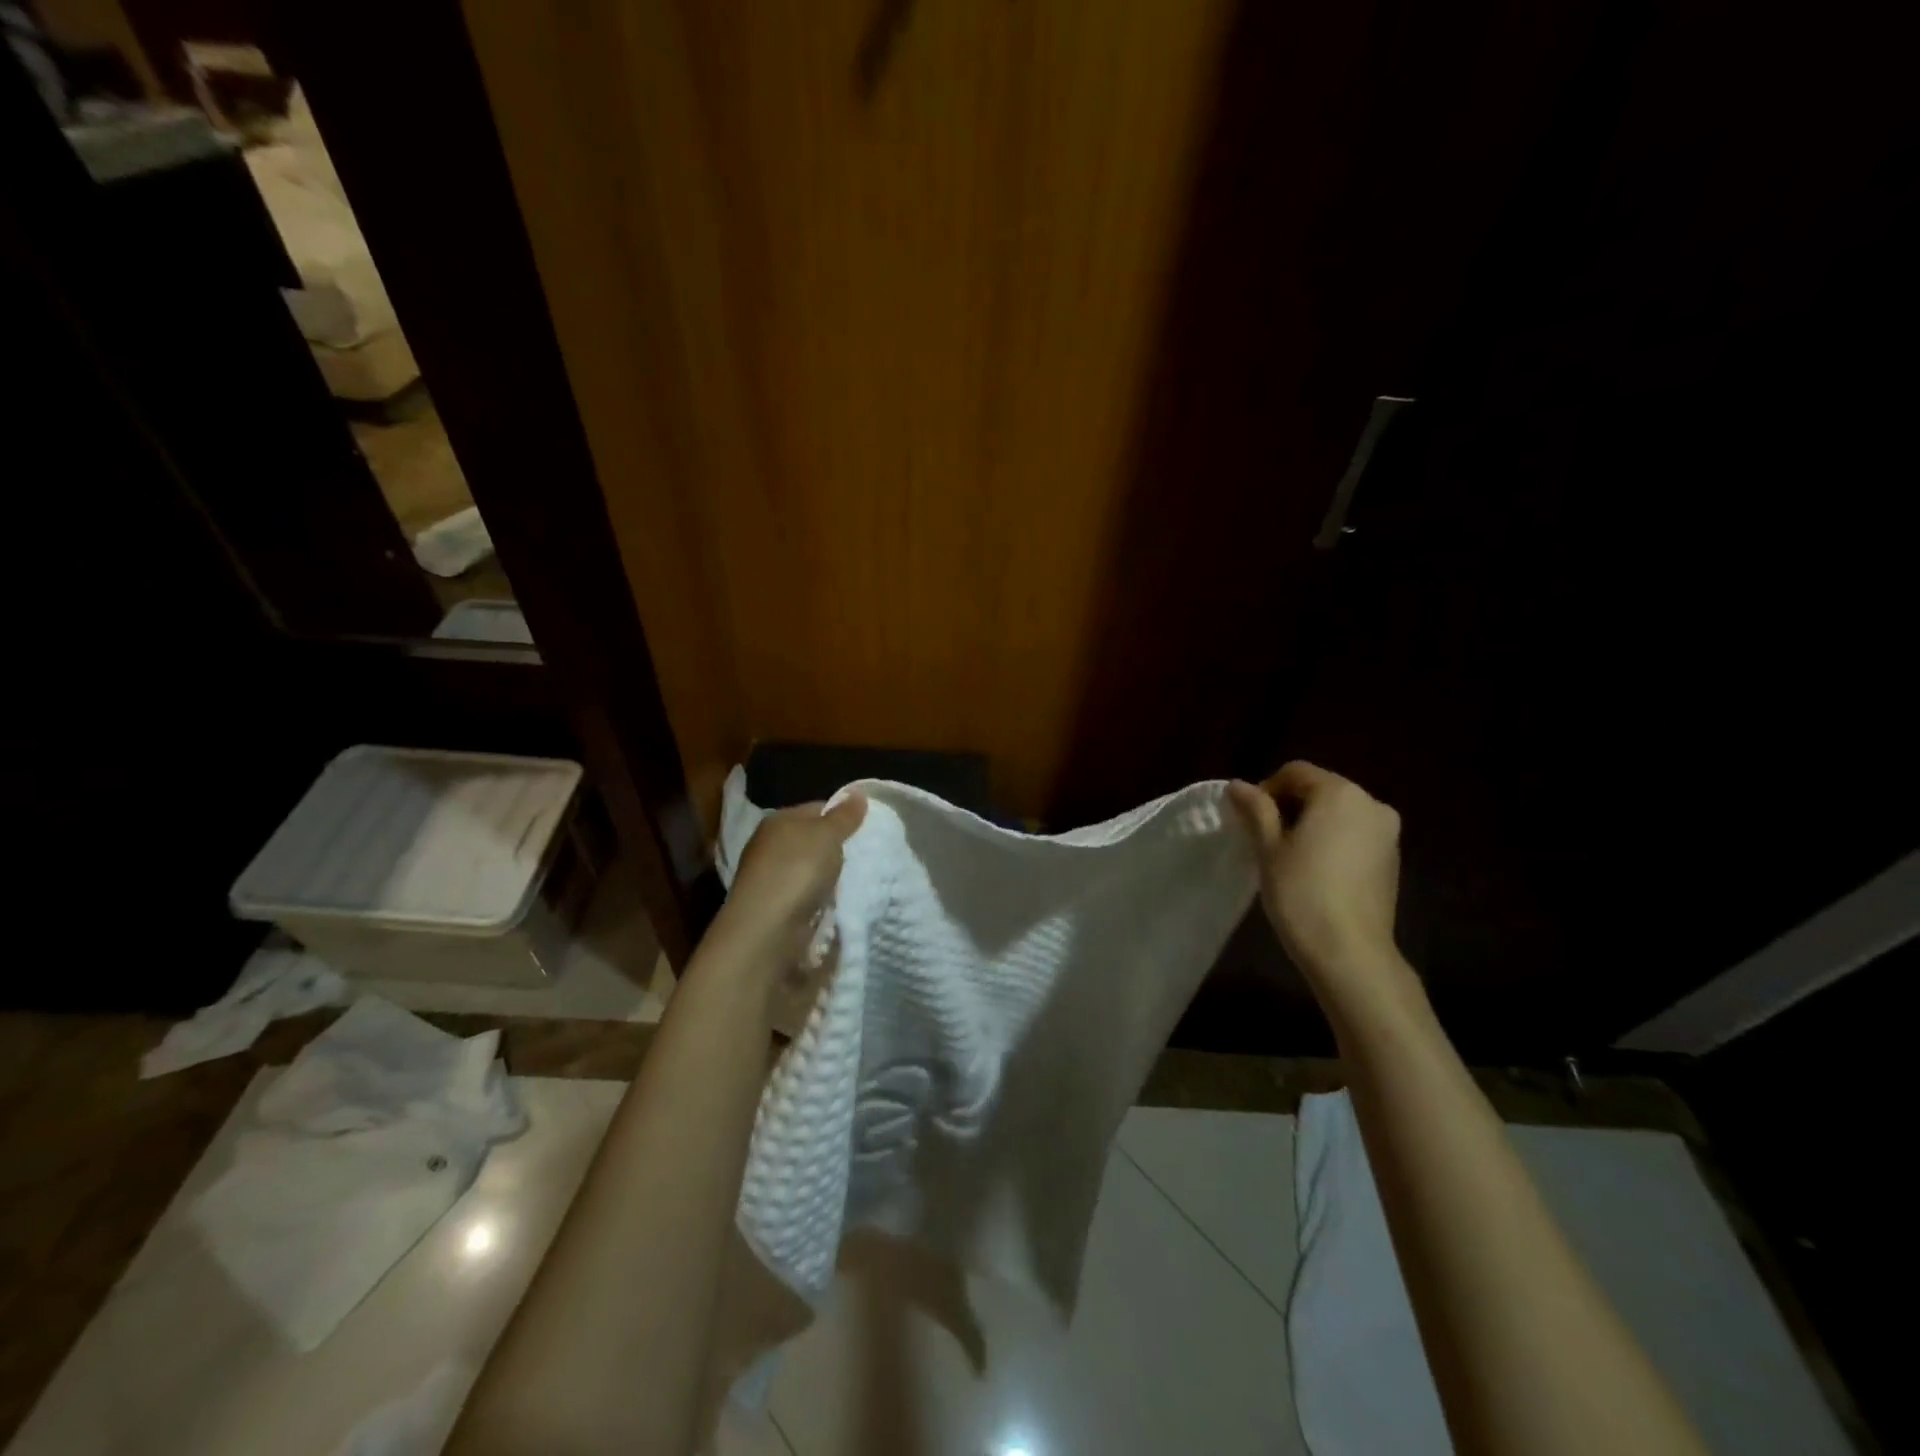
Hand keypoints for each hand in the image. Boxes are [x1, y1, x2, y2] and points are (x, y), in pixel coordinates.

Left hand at [706, 794, 867, 974]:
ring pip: (809, 869)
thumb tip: (858, 793)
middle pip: (812, 840)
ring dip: (829, 876)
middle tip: (865, 856)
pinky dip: (820, 898)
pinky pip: (806, 895)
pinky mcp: (774, 907)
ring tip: (856, 882)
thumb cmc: (797, 871)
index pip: (817, 808)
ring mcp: (770, 878)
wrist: (767, 930)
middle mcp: (769, 845)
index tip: (866, 830)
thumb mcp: (827, 835)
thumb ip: (844, 816)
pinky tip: (835, 904)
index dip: (842, 816)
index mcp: (779, 820)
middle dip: (837, 848)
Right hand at [1227, 763, 1413, 1018]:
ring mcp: (1387, 833)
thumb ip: (1255, 809)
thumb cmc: (1302, 892)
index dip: (1266, 789)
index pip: (1295, 772)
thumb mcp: (1269, 848)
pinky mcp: (1391, 860)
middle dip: (1289, 806)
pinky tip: (1315, 871)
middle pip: (1320, 789)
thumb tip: (1238, 785)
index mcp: (1340, 793)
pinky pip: (1354, 835)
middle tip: (1264, 838)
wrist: (1350, 952)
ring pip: (1338, 813)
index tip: (1249, 820)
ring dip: (1311, 824)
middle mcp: (1371, 804)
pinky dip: (1332, 841)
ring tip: (1287, 855)